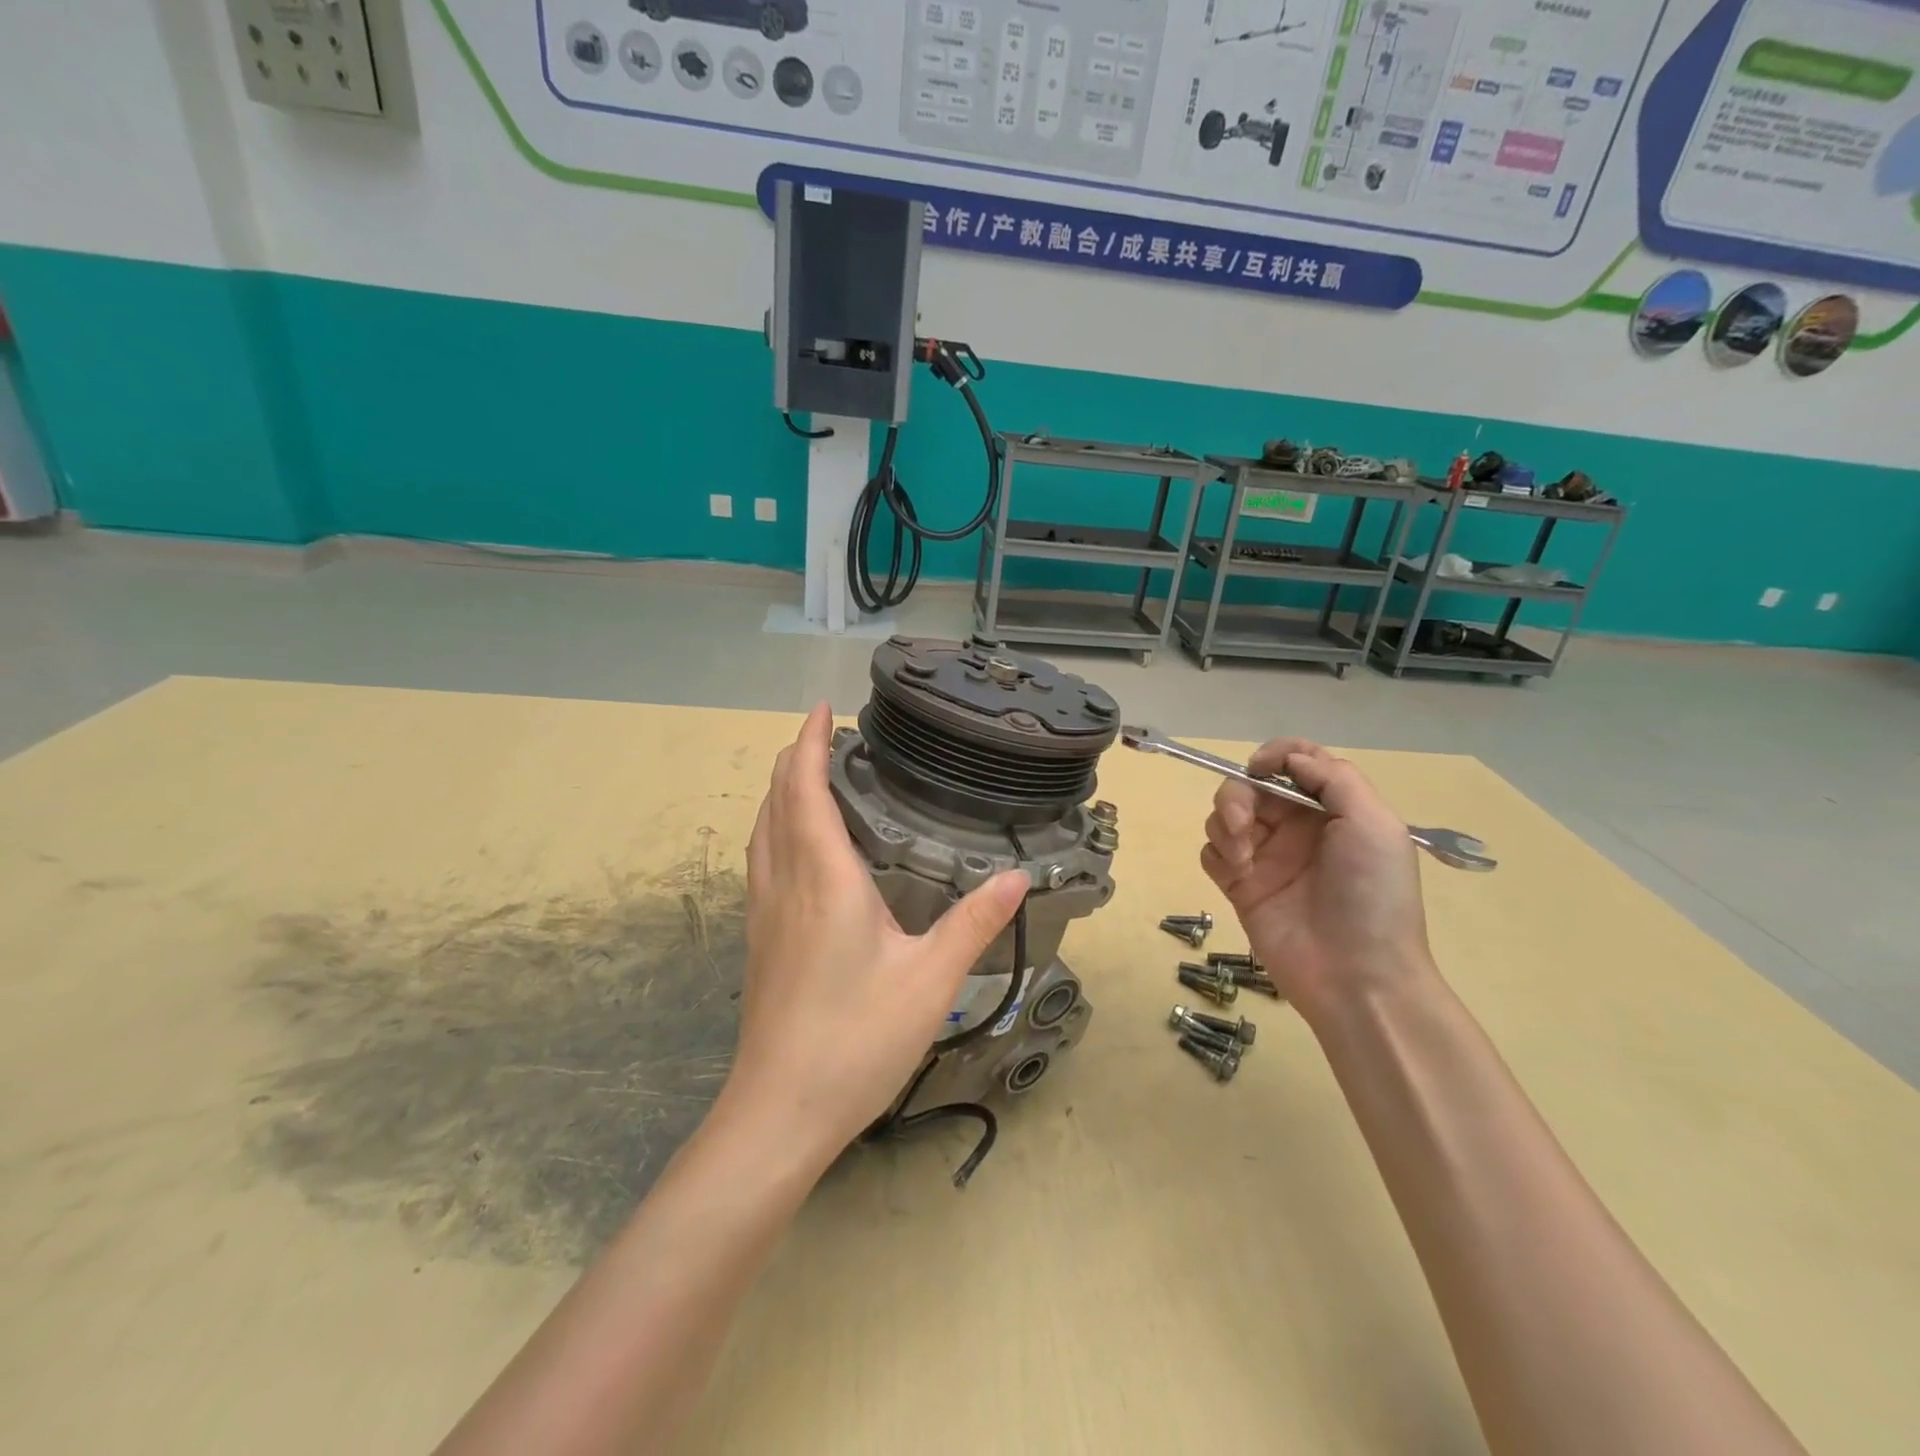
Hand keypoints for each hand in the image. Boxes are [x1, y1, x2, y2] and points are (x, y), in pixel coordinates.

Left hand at [724, 704, 1027, 1161]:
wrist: (779, 1112)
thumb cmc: (856, 1040)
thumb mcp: (931, 981)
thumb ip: (975, 923)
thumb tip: (1019, 876)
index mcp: (824, 878)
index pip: (805, 789)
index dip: (808, 743)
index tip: (821, 710)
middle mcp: (785, 883)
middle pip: (777, 801)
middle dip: (793, 758)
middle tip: (824, 734)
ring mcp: (763, 912)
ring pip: (762, 830)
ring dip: (780, 791)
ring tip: (808, 774)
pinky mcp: (759, 939)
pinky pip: (761, 859)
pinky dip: (775, 826)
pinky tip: (795, 845)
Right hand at [1201, 738, 1431, 1024]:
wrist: (1356, 975)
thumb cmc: (1373, 896)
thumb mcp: (1374, 825)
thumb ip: (1334, 779)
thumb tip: (1290, 759)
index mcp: (1332, 809)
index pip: (1296, 762)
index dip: (1274, 755)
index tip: (1259, 768)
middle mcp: (1296, 827)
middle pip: (1250, 786)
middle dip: (1238, 795)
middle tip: (1242, 823)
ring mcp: (1265, 857)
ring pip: (1224, 815)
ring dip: (1225, 824)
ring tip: (1243, 857)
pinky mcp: (1240, 886)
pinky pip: (1212, 852)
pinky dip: (1218, 854)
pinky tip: (1237, 874)